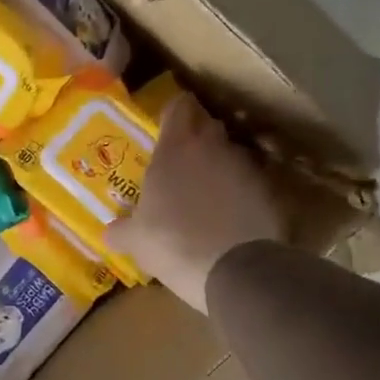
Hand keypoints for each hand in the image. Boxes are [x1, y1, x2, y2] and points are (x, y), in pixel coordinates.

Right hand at [108, 92, 284, 313]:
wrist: (235, 271)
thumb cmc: (172, 243)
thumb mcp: (135, 241)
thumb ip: (122, 229)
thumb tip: (111, 231)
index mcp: (175, 149)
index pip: (178, 107)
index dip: (173, 111)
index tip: (166, 123)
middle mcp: (212, 148)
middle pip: (208, 124)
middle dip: (198, 135)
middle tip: (183, 157)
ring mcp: (244, 168)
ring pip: (231, 153)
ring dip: (219, 165)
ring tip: (207, 191)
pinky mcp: (269, 192)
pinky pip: (250, 183)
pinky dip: (240, 192)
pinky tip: (230, 215)